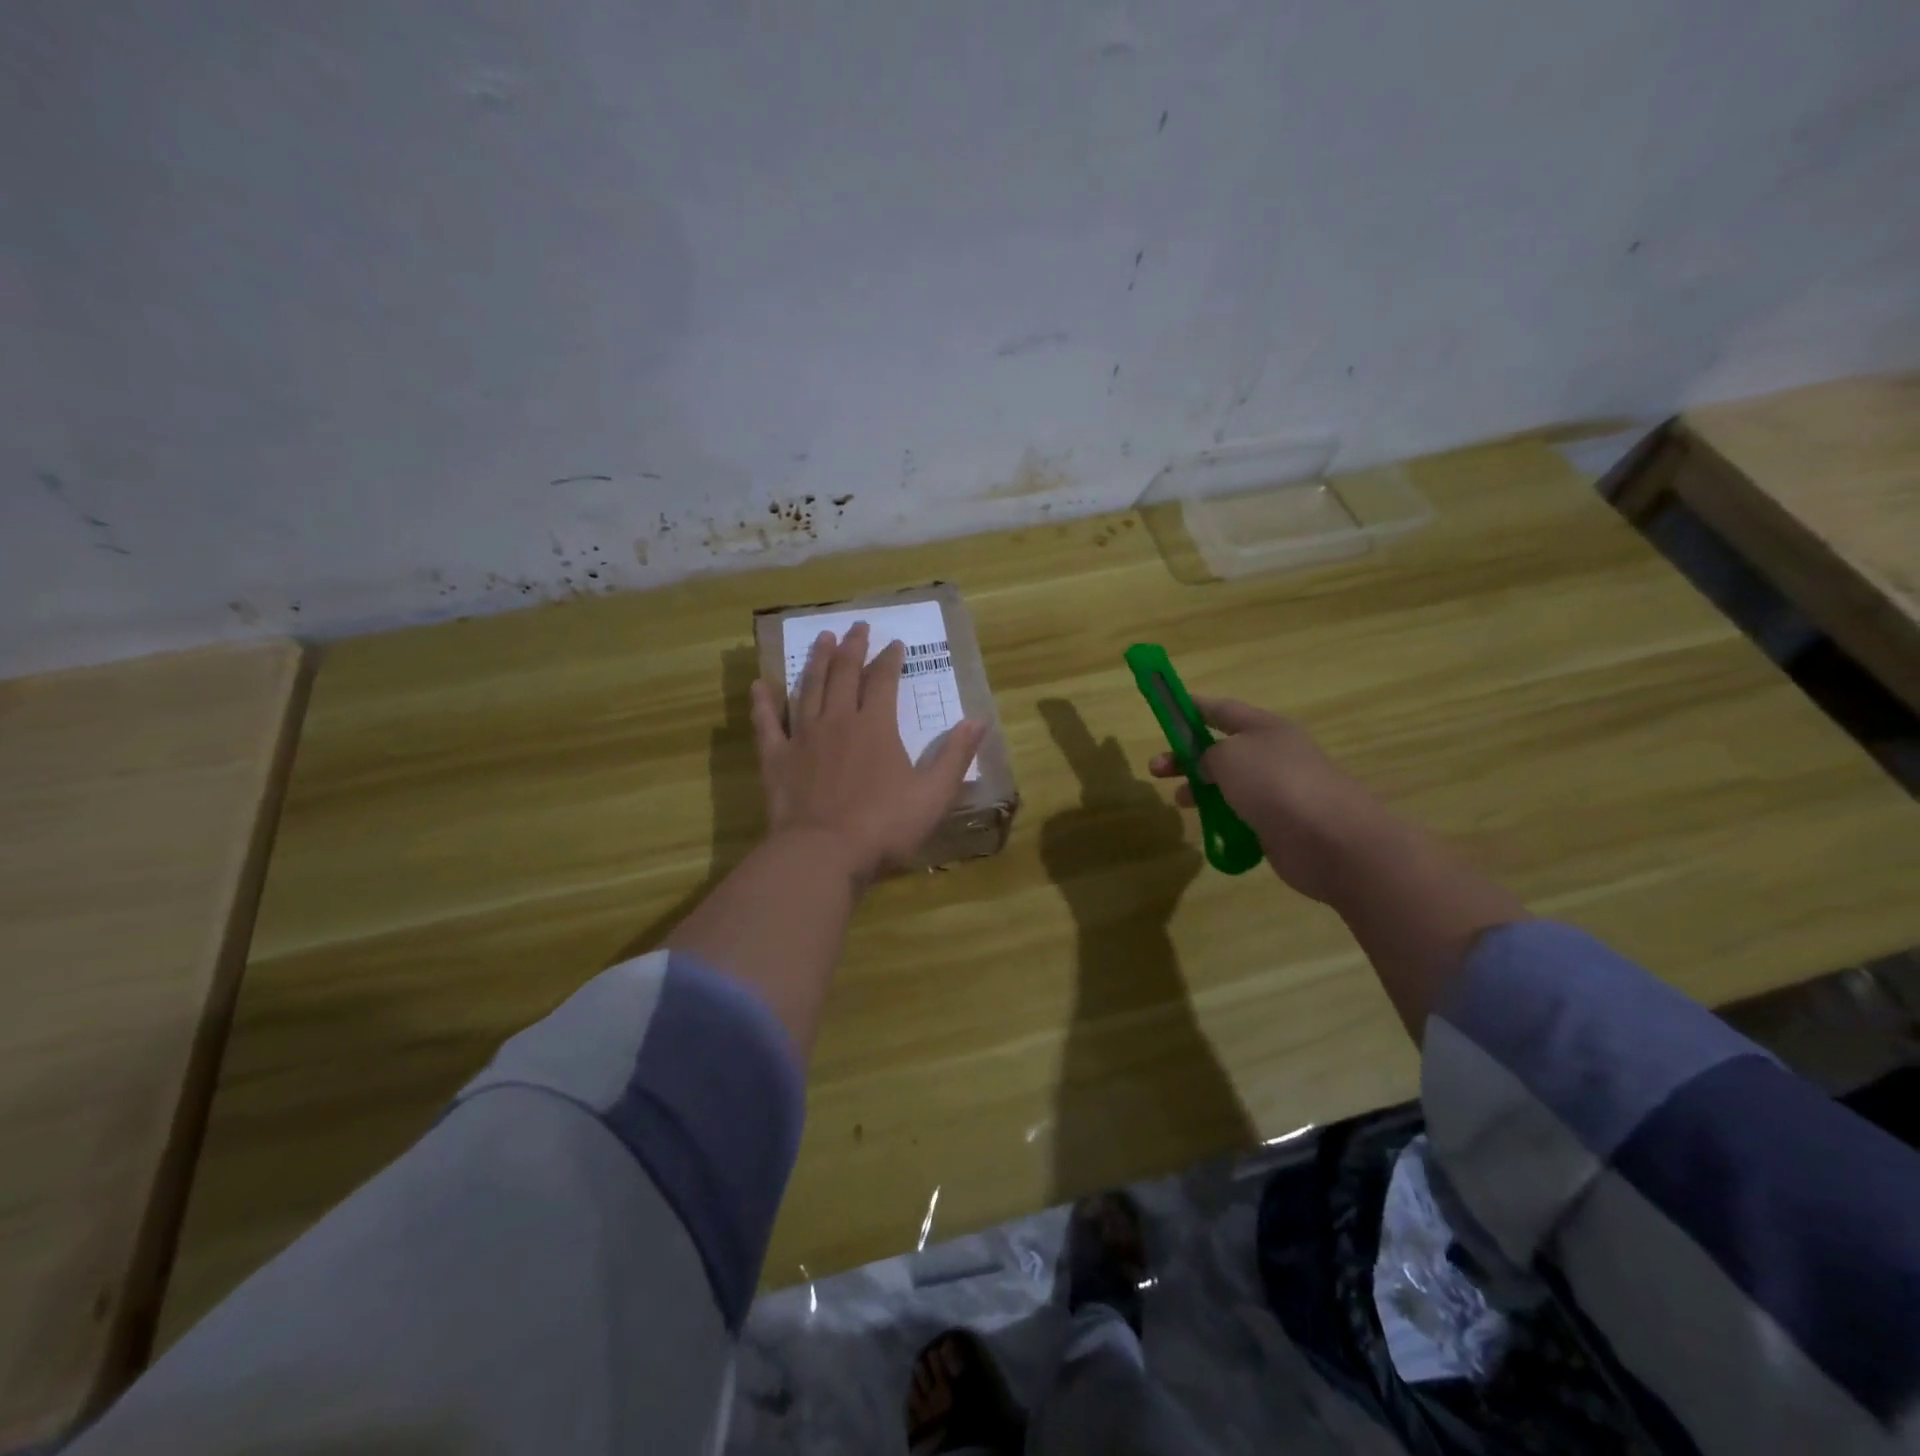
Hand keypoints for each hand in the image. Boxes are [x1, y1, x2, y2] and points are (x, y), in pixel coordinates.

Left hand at [749, 622, 987, 884]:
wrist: (823, 854)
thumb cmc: (884, 826)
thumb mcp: (934, 794)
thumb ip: (956, 755)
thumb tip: (979, 720)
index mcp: (876, 726)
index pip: (883, 680)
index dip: (890, 659)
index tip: (894, 644)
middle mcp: (837, 721)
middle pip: (843, 674)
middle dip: (852, 648)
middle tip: (856, 627)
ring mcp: (803, 737)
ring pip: (808, 688)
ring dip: (816, 662)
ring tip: (821, 639)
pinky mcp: (776, 759)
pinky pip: (766, 723)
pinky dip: (762, 703)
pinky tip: (759, 685)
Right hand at [1149, 697, 1389, 902]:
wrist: (1330, 839)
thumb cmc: (1275, 783)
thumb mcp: (1228, 756)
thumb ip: (1208, 755)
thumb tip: (1210, 767)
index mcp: (1264, 728)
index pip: (1222, 710)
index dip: (1193, 707)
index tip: (1168, 708)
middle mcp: (1273, 754)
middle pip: (1221, 749)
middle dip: (1187, 757)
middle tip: (1157, 770)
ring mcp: (1279, 790)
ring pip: (1230, 784)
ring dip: (1202, 789)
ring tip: (1181, 802)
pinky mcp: (1280, 824)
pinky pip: (1242, 816)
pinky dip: (1222, 819)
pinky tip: (1209, 828)